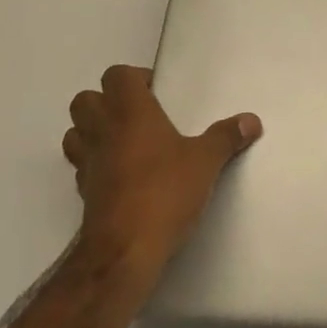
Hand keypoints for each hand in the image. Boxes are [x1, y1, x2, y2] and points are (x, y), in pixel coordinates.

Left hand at [62, 65, 261, 276]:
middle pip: (85, 99)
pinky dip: (95, 164)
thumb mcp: (205, 162)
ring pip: (74, 133)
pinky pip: (81, 166)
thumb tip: (252, 120)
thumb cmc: (164, 192)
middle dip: (105, 101)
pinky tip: (121, 176)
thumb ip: (226, 137)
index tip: (157, 94)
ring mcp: (87, 163)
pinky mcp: (83, 193)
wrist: (124, 251)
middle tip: (138, 115)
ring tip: (124, 142)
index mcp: (130, 112)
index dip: (134, 78)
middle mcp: (103, 130)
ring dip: (92, 131)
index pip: (116, 75)